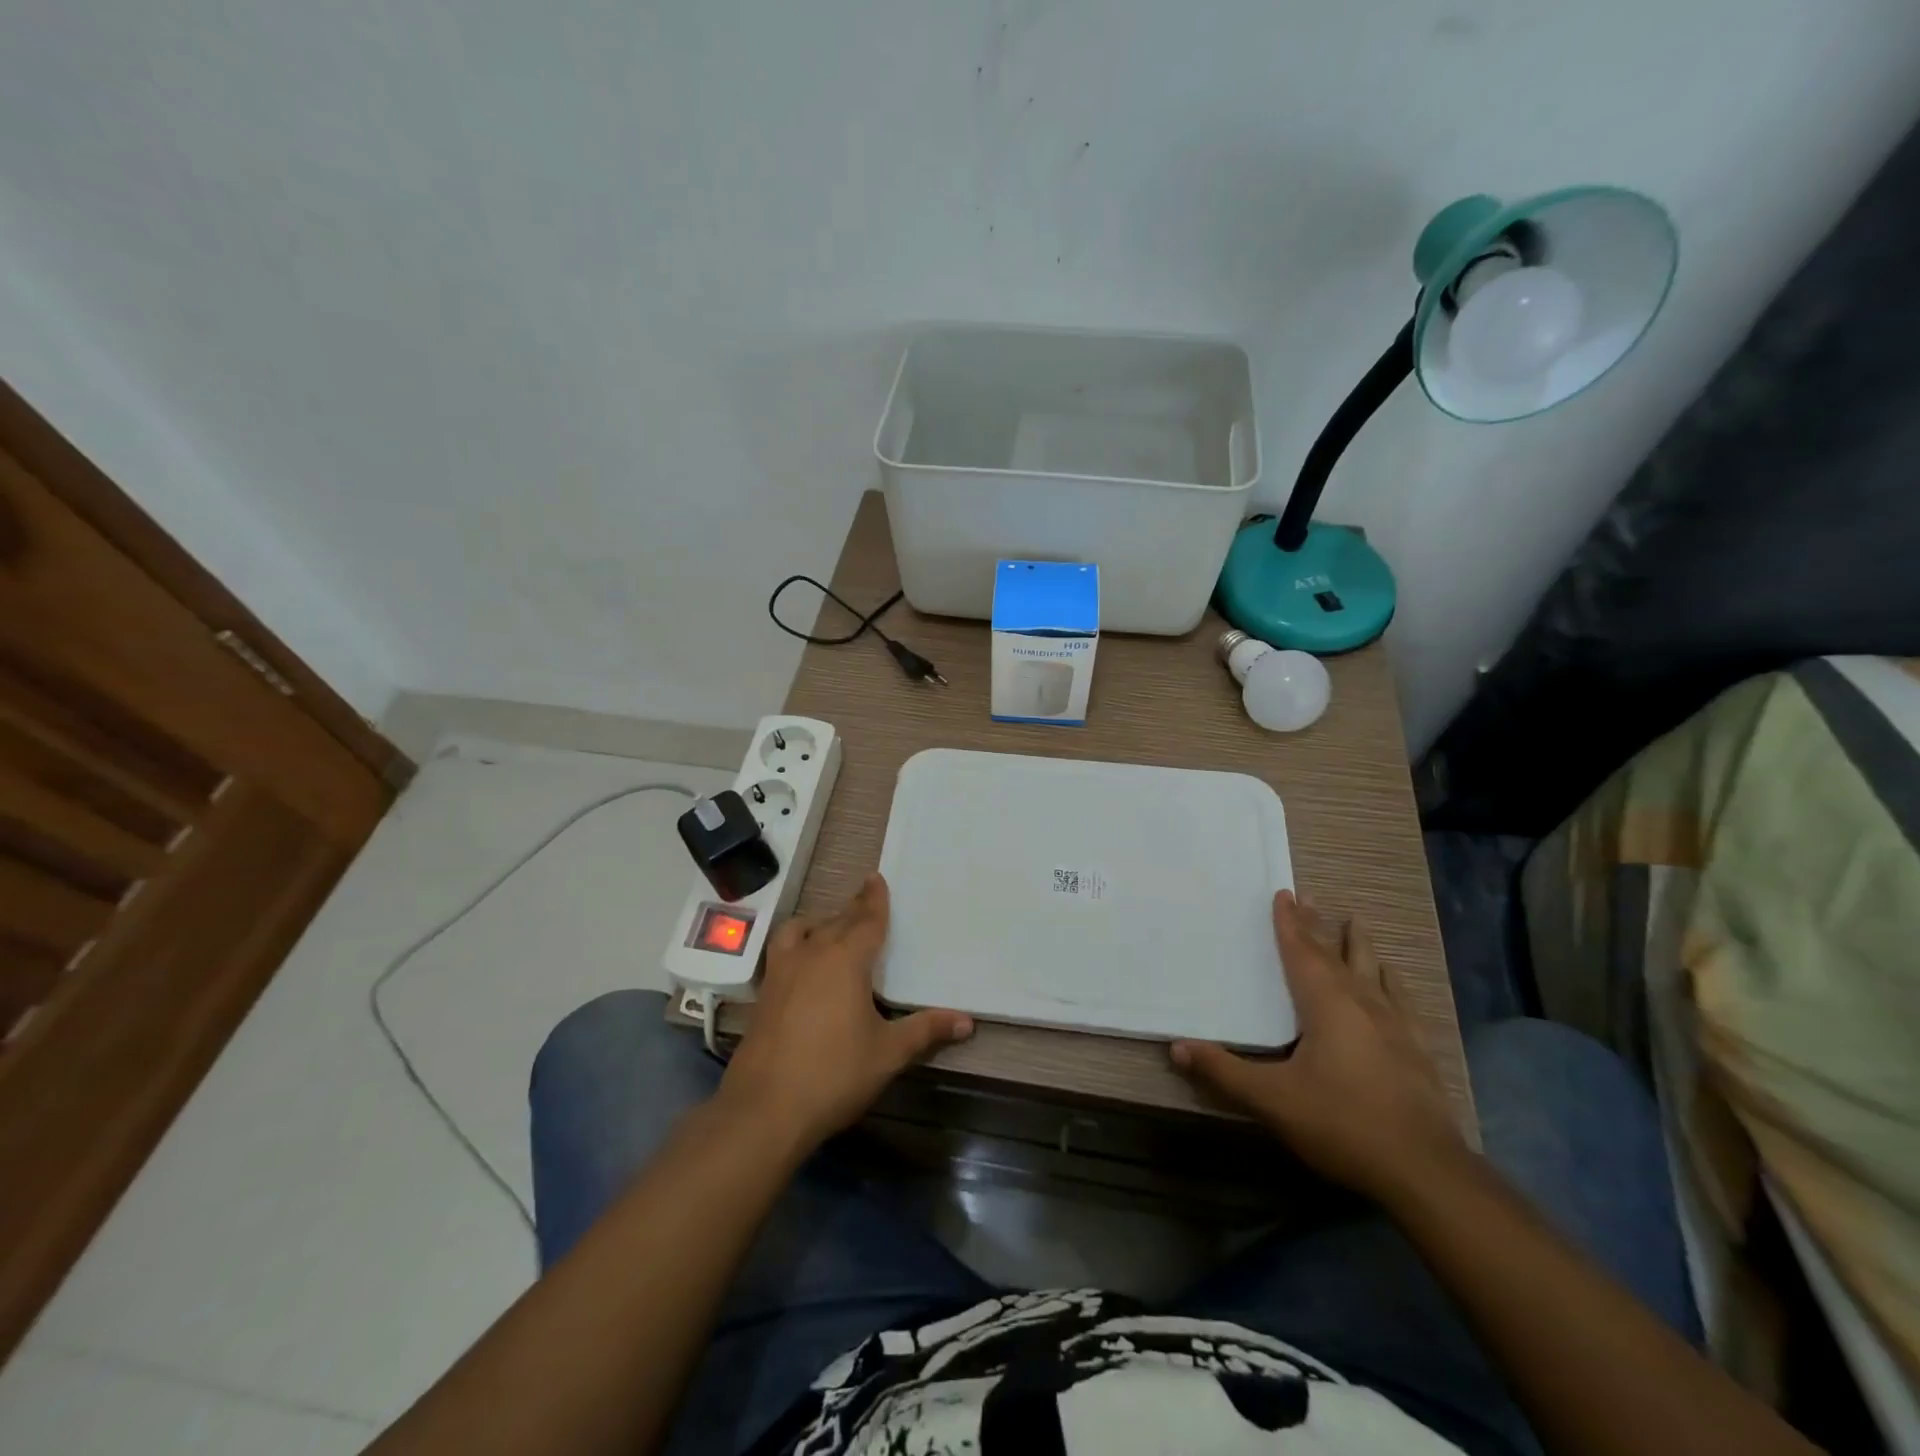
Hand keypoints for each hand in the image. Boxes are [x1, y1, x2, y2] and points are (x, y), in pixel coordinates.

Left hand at [717, 873, 971, 1152]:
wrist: (764, 1109)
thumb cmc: (834, 1074)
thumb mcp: (888, 1053)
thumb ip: (925, 1030)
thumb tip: (967, 1021)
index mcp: (846, 959)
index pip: (866, 920)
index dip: (874, 899)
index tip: (876, 878)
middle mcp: (812, 954)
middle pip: (836, 921)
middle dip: (853, 910)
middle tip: (865, 901)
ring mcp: (783, 972)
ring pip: (801, 930)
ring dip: (819, 923)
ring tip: (830, 930)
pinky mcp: (764, 993)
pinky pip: (783, 950)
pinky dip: (797, 944)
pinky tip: (803, 965)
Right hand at [1171, 890, 1465, 1205]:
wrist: (1424, 1171)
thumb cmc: (1342, 1123)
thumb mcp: (1273, 1100)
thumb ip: (1224, 1071)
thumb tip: (1177, 1046)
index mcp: (1326, 1004)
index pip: (1302, 953)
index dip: (1289, 924)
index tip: (1284, 894)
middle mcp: (1362, 1003)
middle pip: (1335, 954)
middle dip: (1319, 926)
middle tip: (1309, 898)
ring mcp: (1395, 1025)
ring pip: (1372, 971)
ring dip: (1358, 945)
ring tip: (1354, 922)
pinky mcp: (1417, 1049)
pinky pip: (1401, 1000)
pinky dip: (1391, 981)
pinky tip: (1392, 978)